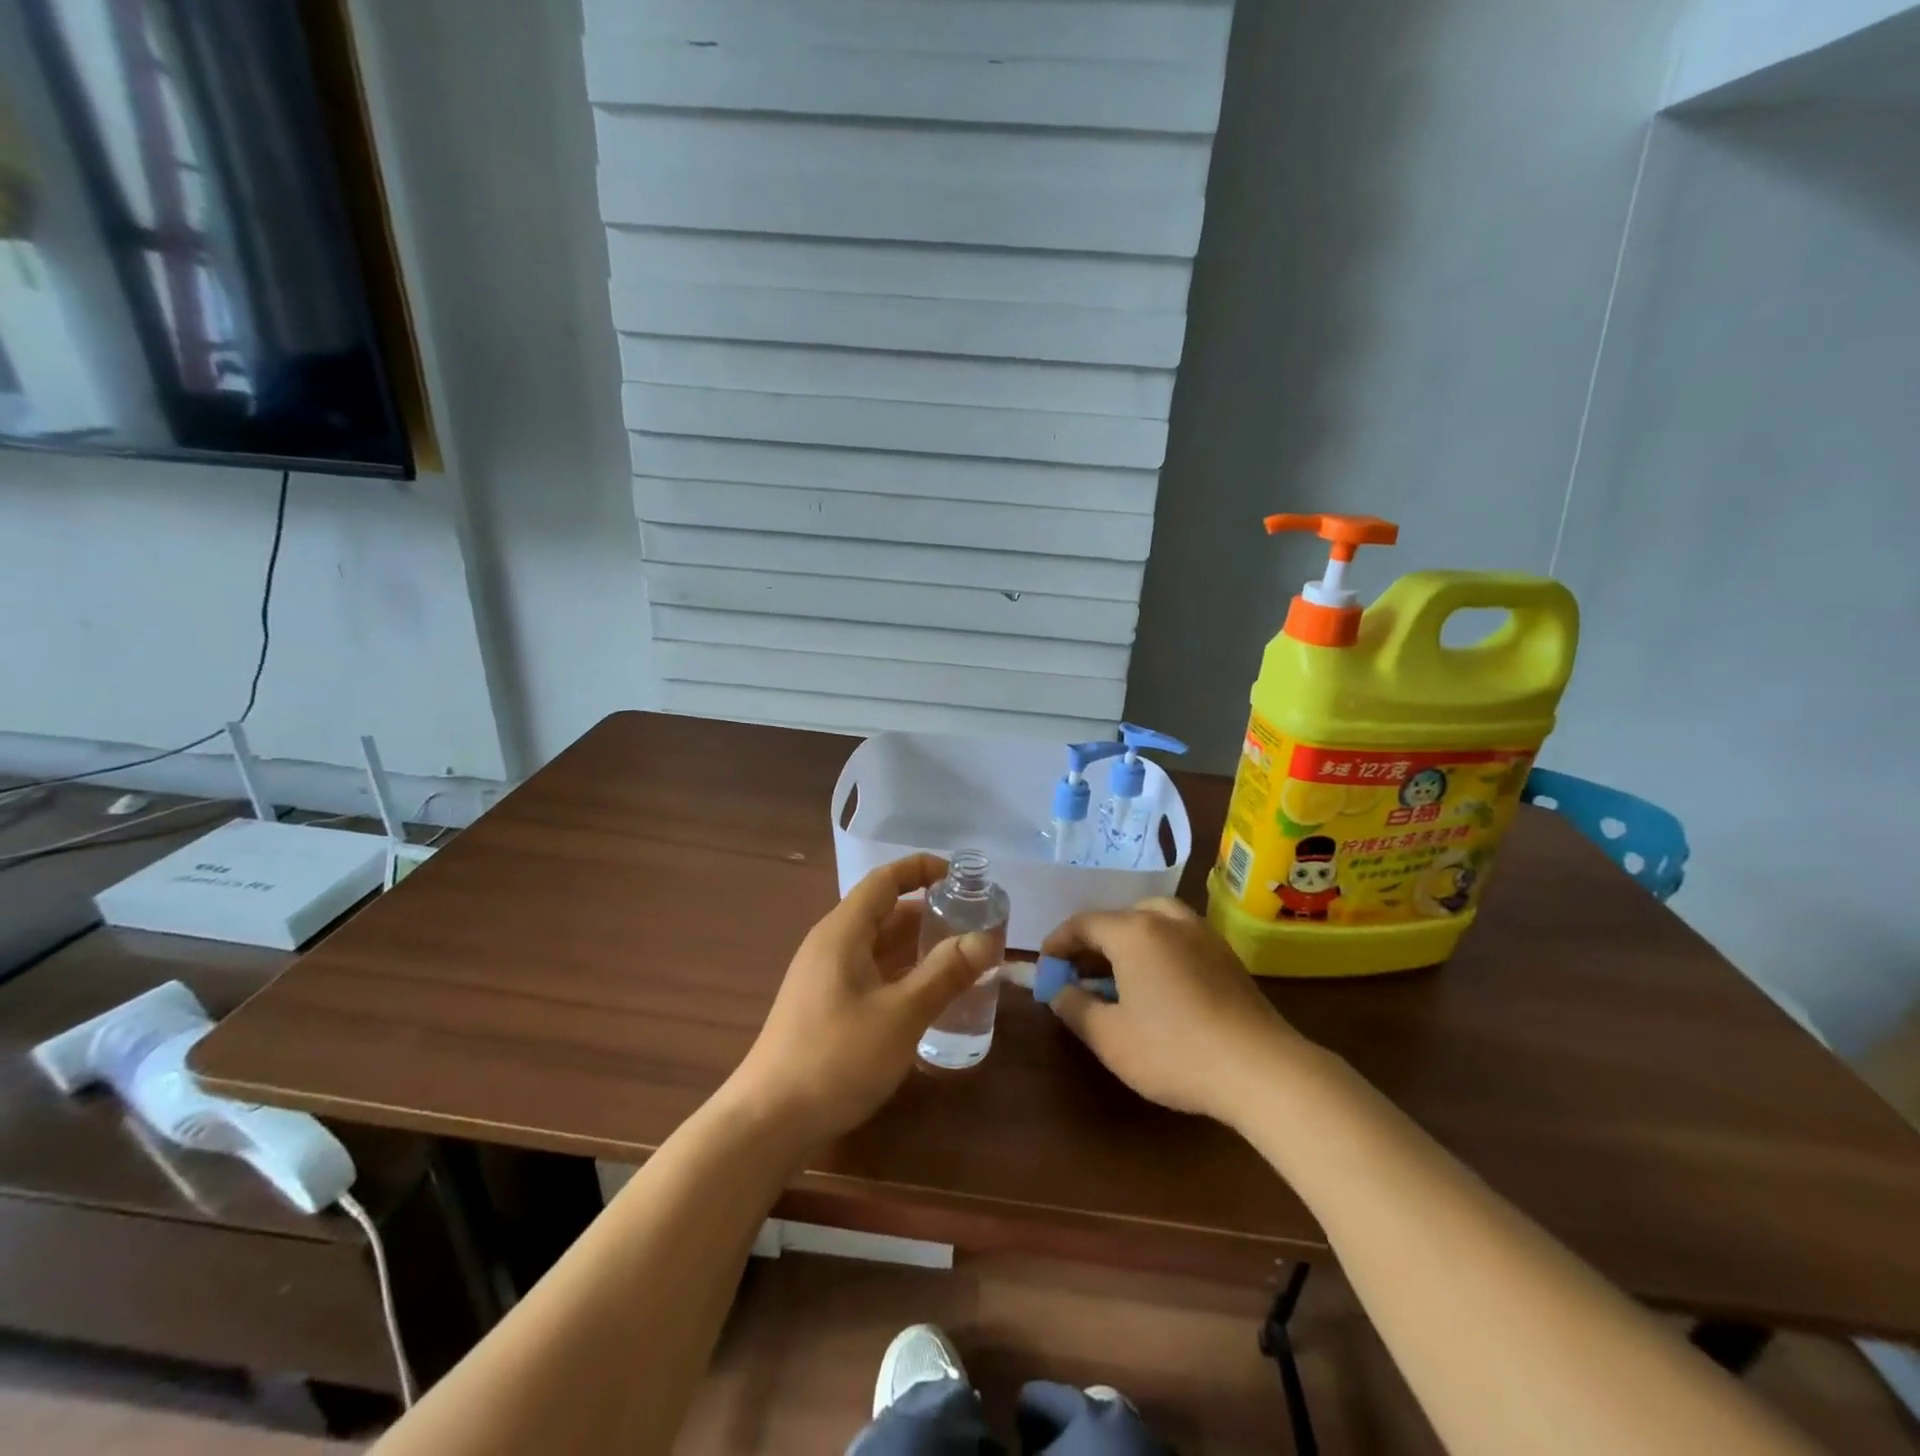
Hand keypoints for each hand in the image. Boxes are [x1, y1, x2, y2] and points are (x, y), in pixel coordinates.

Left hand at [725, 854, 1000, 1150]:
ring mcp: (826, 977)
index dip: (921, 869)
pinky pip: (872, 974)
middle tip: (974, 925)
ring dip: (917, 947)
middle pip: (884, 913)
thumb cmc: (835, 1058)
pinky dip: (902, 974)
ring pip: (879, 947)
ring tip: (962, 958)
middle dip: (929, 913)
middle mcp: (832, 945)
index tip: (961, 877)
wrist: (768, 1121)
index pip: (884, 881)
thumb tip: (986, 938)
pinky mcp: (826, 1006)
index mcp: (842, 932)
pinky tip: (929, 996)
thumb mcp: (900, 1015)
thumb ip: (944, 974)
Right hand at [1040, 898, 1306, 1125]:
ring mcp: (1201, 933)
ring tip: (1116, 975)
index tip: (1044, 967)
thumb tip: (1057, 989)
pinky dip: (1155, 947)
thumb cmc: (1175, 1051)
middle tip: (1078, 973)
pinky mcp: (1225, 954)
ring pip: (1151, 921)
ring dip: (1126, 941)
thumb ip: (1074, 1006)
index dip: (1058, 943)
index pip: (1083, 923)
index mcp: (1134, 931)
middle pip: (1118, 917)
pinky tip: (1156, 984)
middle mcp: (1167, 919)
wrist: (1262, 1070)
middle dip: (1092, 942)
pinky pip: (1177, 935)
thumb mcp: (1109, 1037)